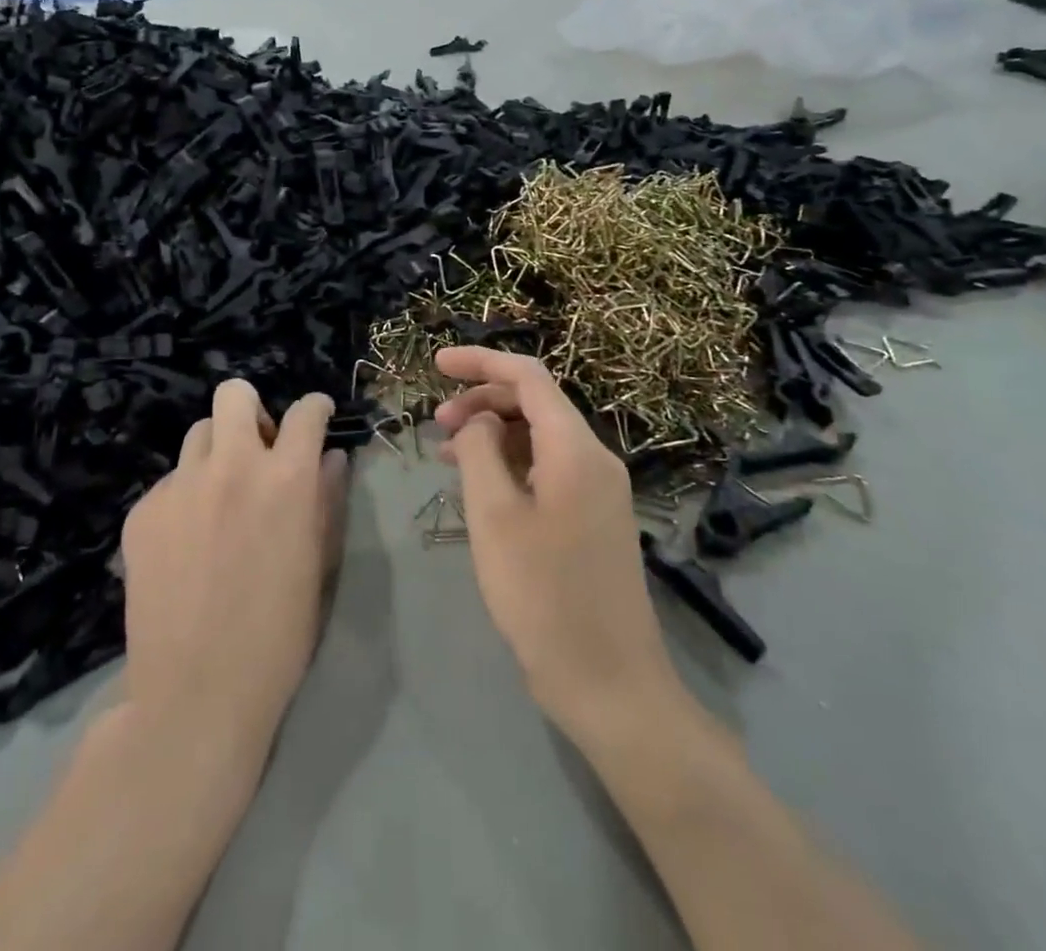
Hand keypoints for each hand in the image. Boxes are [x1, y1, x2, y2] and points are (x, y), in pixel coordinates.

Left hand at [120, 381, 344, 749]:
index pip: (305, 412)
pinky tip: (186, 543)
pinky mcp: (142, 512)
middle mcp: (231, 467)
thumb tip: (331, 457)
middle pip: (234, 395)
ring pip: (198, 434)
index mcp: (285, 479)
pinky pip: (168, 483)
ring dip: (217, 453)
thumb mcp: (318, 565)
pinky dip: (184, 497)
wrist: (196, 694)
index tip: (317, 417)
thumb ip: (326, 500)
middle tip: (258, 449)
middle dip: (252, 411)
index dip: (316, 408)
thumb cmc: (277, 635)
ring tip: (219, 498)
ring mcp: (180, 486)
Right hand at [434, 347, 680, 748]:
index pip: (528, 377)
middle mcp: (594, 459)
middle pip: (535, 403)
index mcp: (576, 449)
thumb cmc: (544, 596)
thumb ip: (480, 452)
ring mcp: (598, 490)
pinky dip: (510, 464)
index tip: (435, 363)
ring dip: (492, 433)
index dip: (480, 362)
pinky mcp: (593, 518)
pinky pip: (548, 468)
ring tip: (446, 453)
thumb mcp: (495, 517)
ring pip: (539, 437)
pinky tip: (479, 485)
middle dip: (482, 401)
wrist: (610, 684)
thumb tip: (478, 421)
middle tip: (436, 424)